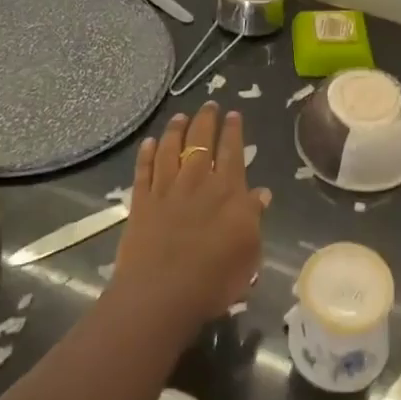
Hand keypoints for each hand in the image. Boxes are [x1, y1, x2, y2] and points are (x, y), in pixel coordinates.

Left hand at [112, 102, 270, 330]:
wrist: (161, 295)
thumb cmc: (214, 279)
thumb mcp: (249, 253)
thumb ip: (253, 218)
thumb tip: (260, 193)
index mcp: (228, 191)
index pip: (232, 151)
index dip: (233, 131)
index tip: (233, 114)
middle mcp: (196, 181)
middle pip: (200, 142)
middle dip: (205, 120)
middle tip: (209, 105)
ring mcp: (165, 190)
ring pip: (170, 149)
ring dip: (175, 130)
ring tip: (180, 116)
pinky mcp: (140, 203)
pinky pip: (143, 171)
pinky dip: (146, 155)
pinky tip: (149, 143)